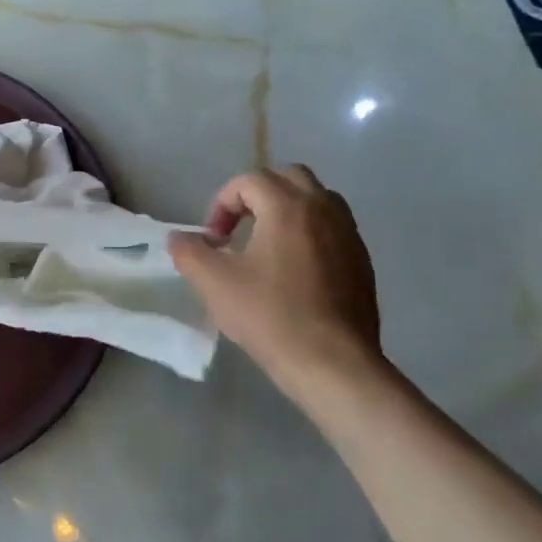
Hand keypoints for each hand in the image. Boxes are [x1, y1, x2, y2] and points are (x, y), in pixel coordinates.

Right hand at [167, 166, 384, 400]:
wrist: (333, 364)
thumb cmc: (270, 316)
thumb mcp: (214, 283)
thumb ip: (189, 252)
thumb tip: (179, 238)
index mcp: (287, 206)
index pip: (250, 180)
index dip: (223, 203)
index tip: (213, 239)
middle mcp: (323, 210)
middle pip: (289, 177)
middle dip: (258, 194)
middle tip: (240, 227)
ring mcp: (349, 235)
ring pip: (317, 200)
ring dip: (287, 210)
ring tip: (267, 245)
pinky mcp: (362, 262)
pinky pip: (333, 229)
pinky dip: (309, 234)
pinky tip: (294, 272)